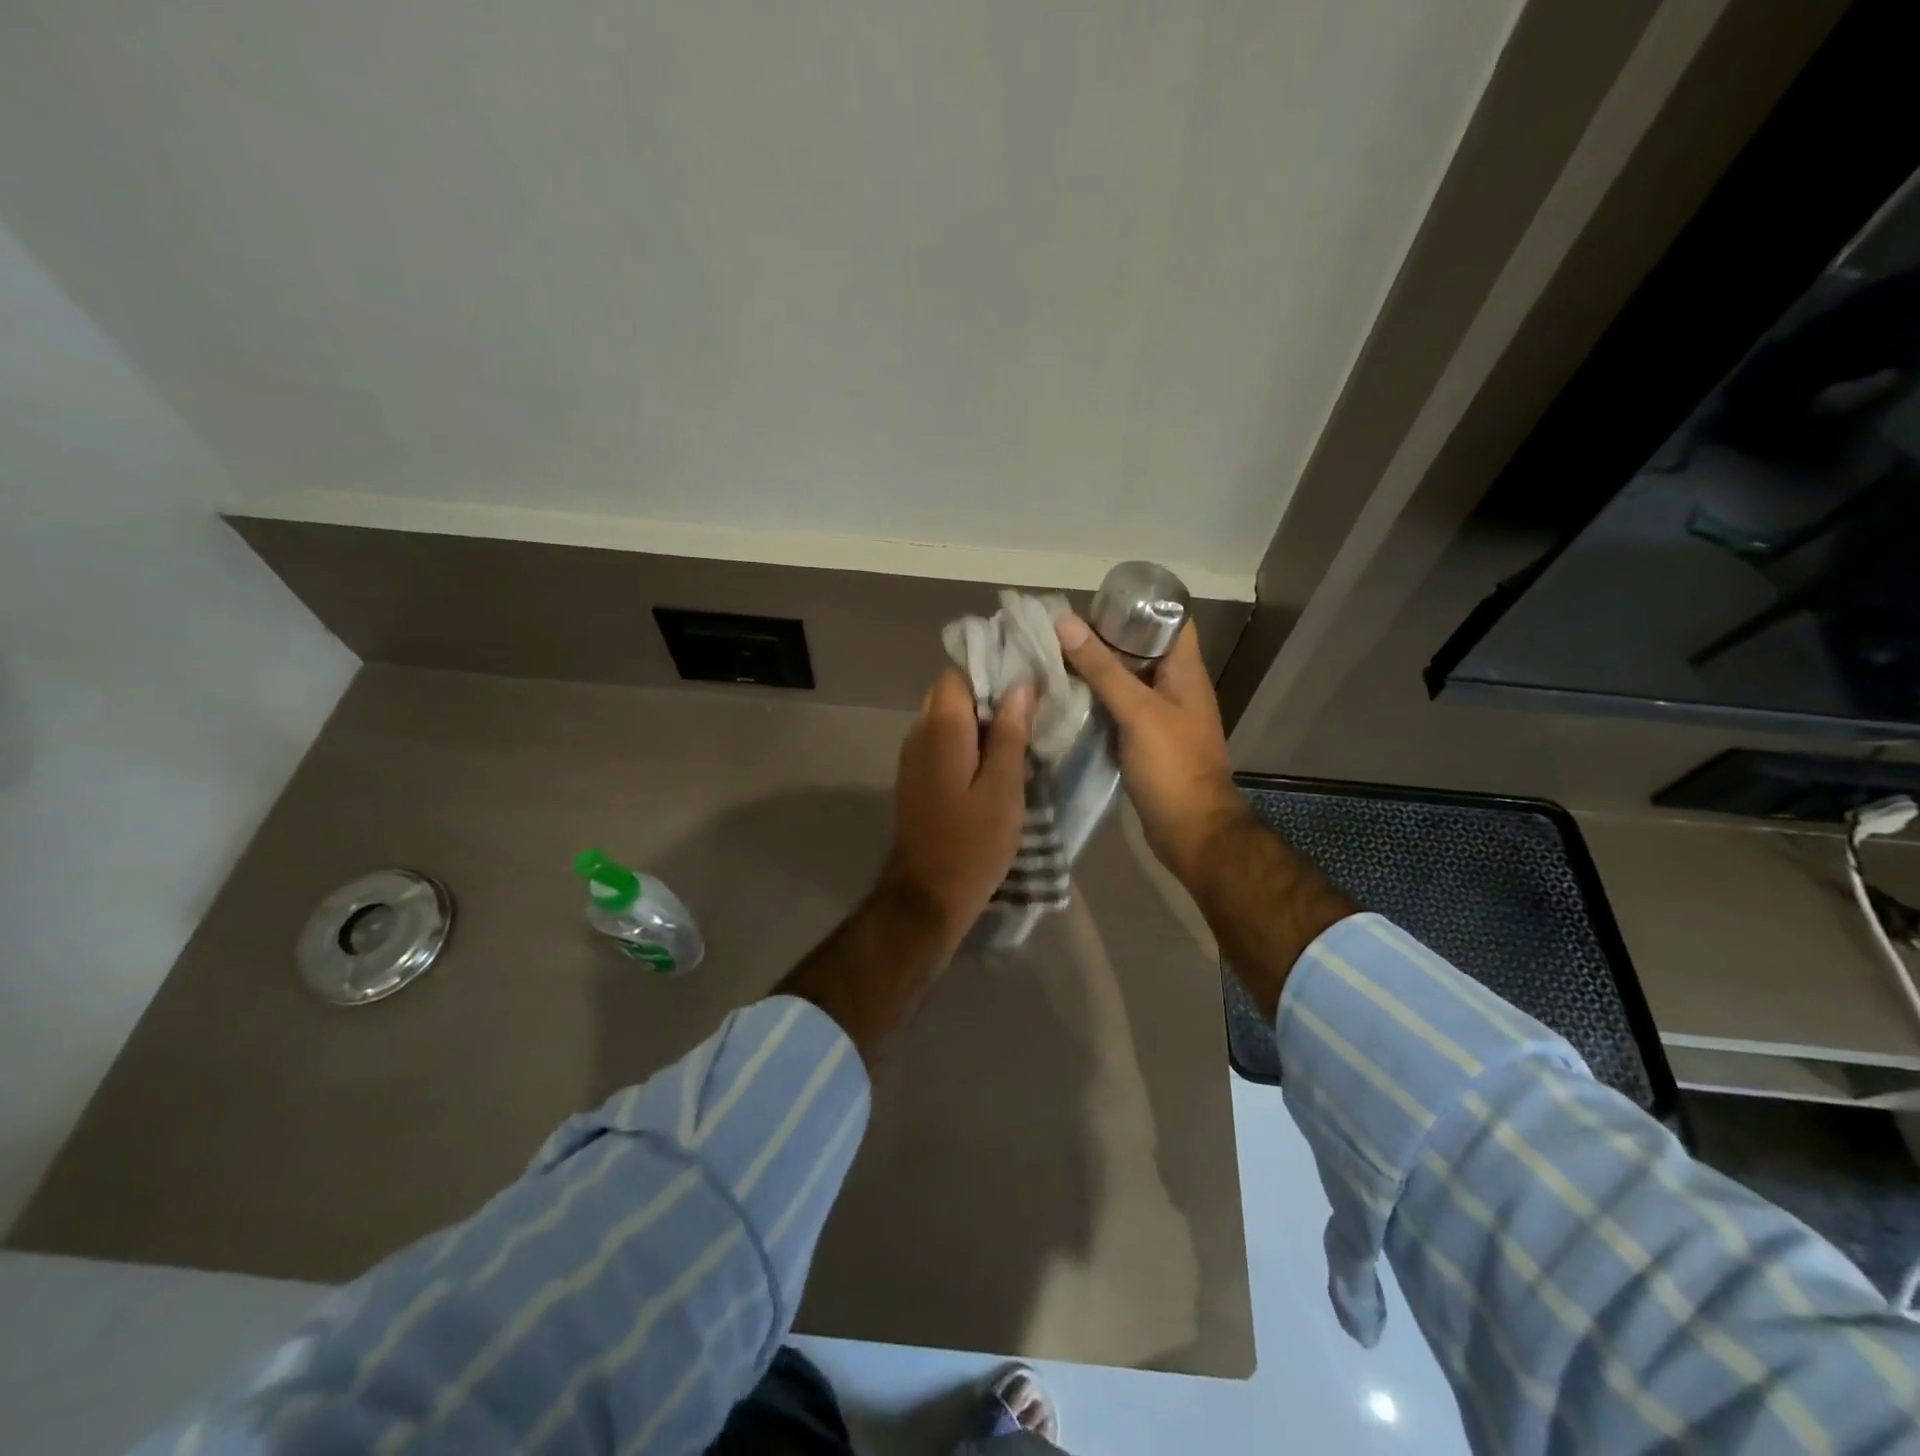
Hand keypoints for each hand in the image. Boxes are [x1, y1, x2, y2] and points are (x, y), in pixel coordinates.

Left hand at [882, 671, 1032, 950]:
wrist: (928, 895)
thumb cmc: (973, 842)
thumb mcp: (1004, 788)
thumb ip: (1010, 733)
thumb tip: (1020, 684)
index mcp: (941, 729)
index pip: (957, 674)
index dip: (991, 672)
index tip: (1026, 680)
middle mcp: (919, 735)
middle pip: (951, 696)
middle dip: (988, 697)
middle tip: (1029, 711)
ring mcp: (914, 759)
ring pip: (947, 721)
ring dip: (980, 723)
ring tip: (1020, 735)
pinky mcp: (917, 781)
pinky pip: (942, 745)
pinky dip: (968, 745)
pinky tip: (997, 764)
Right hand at [1055, 615, 1246, 885]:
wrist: (1190, 830)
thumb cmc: (1172, 766)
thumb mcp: (1138, 711)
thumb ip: (1103, 669)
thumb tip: (1066, 622)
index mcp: (1184, 671)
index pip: (1168, 620)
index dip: (1137, 605)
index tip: (1094, 603)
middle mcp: (1174, 687)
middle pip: (1140, 650)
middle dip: (1103, 638)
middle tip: (1059, 632)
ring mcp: (1159, 716)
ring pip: (1125, 681)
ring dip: (1095, 671)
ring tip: (1053, 659)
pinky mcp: (1144, 741)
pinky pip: (1117, 710)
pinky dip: (1095, 701)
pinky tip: (1064, 698)